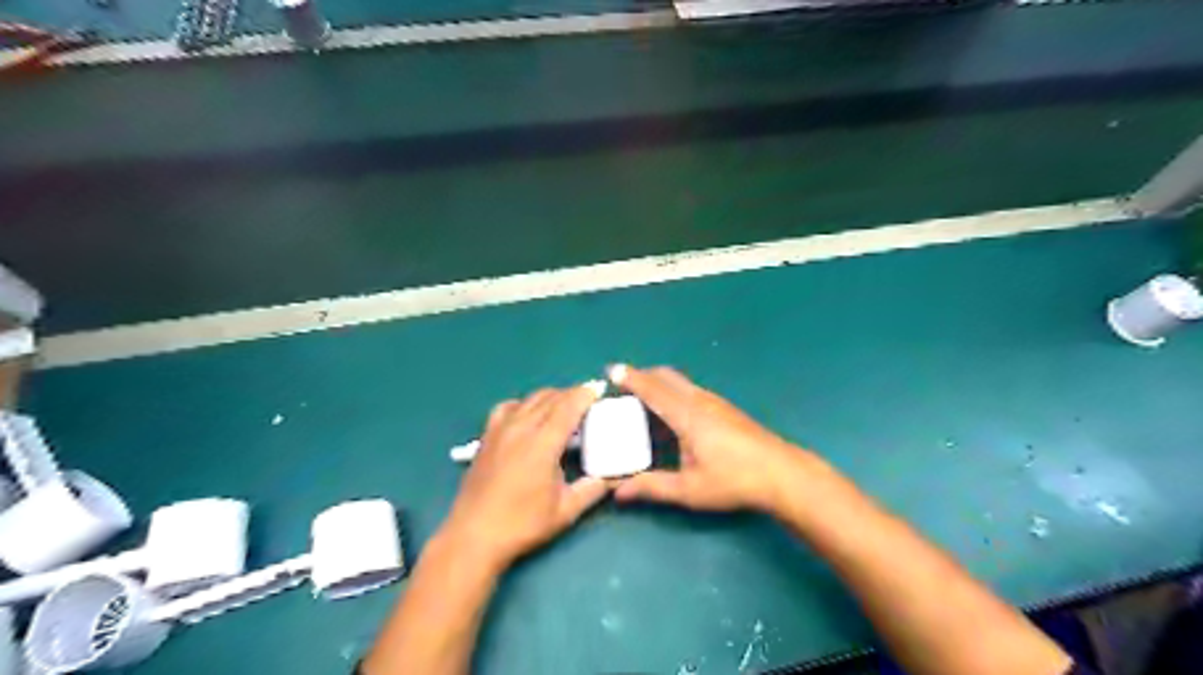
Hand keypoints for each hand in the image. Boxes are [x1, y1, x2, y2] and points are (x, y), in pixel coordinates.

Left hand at [441, 383, 611, 572]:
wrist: (474, 535)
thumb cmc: (522, 524)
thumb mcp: (565, 510)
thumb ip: (592, 489)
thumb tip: (611, 478)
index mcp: (543, 443)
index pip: (569, 406)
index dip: (585, 394)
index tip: (599, 389)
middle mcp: (521, 428)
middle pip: (550, 398)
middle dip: (571, 394)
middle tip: (587, 401)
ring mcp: (500, 430)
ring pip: (529, 399)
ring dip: (550, 397)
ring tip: (562, 406)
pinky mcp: (486, 437)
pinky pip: (507, 408)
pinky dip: (523, 405)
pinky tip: (528, 415)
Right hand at [613, 366, 807, 514]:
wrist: (781, 474)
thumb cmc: (733, 480)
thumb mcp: (689, 489)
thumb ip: (652, 487)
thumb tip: (618, 491)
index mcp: (686, 415)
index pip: (652, 389)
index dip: (630, 378)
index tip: (610, 370)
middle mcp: (699, 400)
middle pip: (666, 376)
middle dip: (642, 375)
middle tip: (623, 386)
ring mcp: (715, 401)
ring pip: (680, 382)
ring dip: (659, 383)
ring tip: (643, 399)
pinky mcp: (725, 408)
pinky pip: (690, 389)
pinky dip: (673, 391)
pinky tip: (673, 414)